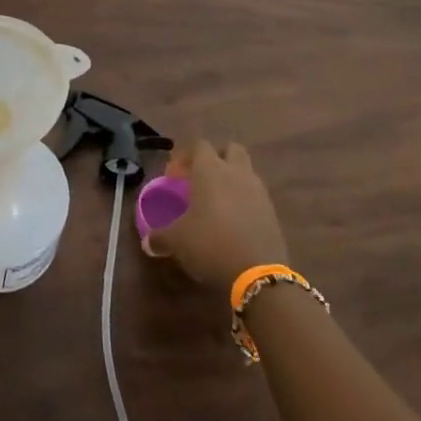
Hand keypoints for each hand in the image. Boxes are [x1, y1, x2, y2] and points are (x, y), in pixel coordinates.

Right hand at [144, 140, 290, 291]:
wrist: (258, 276)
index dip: (184, 157)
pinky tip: (234, 222)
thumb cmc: (210, 244)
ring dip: (233, 179)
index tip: (173, 177)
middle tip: (201, 179)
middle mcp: (237, 173)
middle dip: (217, 158)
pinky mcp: (272, 213)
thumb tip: (147, 242)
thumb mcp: (176, 241)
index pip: (199, 145)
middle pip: (231, 149)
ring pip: (246, 171)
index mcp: (211, 170)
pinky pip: (256, 196)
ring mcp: (259, 192)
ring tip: (218, 203)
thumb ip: (159, 236)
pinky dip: (245, 201)